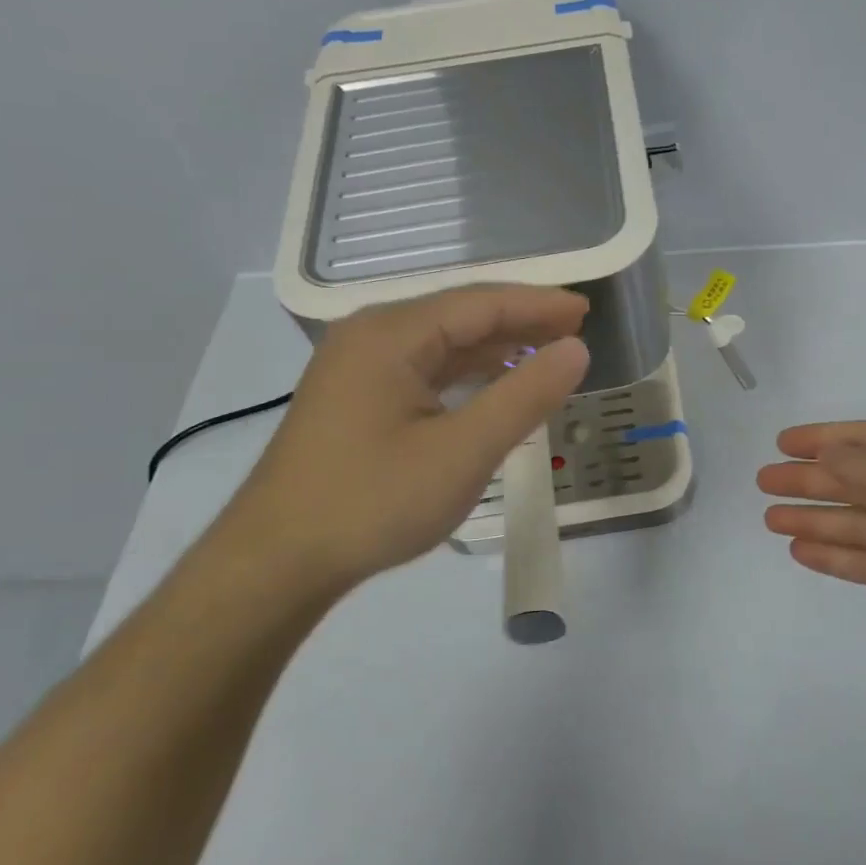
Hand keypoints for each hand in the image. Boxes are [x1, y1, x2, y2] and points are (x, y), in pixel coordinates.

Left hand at [220, 285, 589, 601]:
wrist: (278, 561)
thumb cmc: (374, 501)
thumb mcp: (463, 451)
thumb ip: (524, 395)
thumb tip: (576, 350)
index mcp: (392, 334)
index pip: (481, 302)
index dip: (538, 304)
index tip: (587, 311)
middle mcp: (371, 335)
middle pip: (460, 314)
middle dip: (520, 321)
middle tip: (575, 331)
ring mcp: (358, 366)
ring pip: (441, 342)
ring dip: (494, 346)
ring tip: (546, 354)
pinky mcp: (356, 396)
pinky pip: (423, 368)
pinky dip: (466, 372)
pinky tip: (493, 385)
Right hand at [758, 422, 865, 685]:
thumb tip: (826, 455)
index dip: (827, 439)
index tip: (783, 443)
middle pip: (858, 482)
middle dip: (812, 480)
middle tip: (763, 482)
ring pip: (858, 523)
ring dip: (815, 519)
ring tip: (769, 517)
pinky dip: (835, 556)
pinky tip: (800, 551)